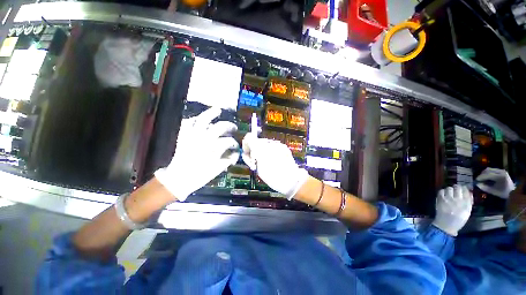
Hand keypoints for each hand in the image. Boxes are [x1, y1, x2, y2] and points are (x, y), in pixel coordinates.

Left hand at [155, 108, 238, 200]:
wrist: (179, 179)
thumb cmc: (200, 176)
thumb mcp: (217, 169)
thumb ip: (227, 159)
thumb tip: (234, 154)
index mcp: (214, 149)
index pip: (229, 141)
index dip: (234, 142)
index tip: (237, 145)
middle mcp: (205, 140)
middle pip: (220, 127)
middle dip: (229, 126)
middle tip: (233, 127)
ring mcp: (193, 137)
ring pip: (204, 120)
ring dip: (211, 114)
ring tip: (217, 110)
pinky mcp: (183, 137)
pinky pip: (187, 123)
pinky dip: (192, 119)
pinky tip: (197, 119)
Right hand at [242, 133, 308, 198]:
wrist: (291, 178)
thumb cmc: (272, 176)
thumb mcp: (257, 168)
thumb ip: (249, 157)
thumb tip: (247, 151)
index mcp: (259, 148)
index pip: (248, 138)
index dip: (246, 145)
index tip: (248, 153)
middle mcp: (268, 143)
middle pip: (257, 141)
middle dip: (255, 149)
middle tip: (257, 161)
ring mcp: (277, 144)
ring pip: (265, 144)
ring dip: (263, 150)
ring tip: (267, 161)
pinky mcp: (283, 146)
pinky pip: (273, 146)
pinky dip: (271, 151)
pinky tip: (274, 159)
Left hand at [432, 185, 472, 235]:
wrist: (446, 225)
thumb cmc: (458, 220)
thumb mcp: (467, 211)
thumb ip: (469, 201)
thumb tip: (468, 192)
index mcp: (466, 203)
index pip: (466, 190)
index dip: (464, 188)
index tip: (463, 189)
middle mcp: (458, 200)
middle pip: (457, 187)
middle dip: (456, 187)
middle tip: (455, 190)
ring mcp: (448, 199)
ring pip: (449, 188)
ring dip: (449, 189)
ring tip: (449, 193)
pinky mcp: (440, 200)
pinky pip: (441, 191)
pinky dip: (442, 192)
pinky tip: (444, 195)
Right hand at [476, 168, 514, 198]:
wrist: (513, 191)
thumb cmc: (503, 193)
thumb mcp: (494, 192)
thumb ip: (485, 188)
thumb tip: (477, 184)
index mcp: (500, 177)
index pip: (487, 175)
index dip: (480, 177)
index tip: (476, 180)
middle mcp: (501, 172)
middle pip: (488, 170)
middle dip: (482, 174)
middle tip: (478, 179)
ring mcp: (501, 170)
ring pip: (489, 169)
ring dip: (484, 173)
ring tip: (482, 178)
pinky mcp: (501, 170)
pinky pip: (492, 169)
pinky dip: (488, 172)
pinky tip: (487, 177)